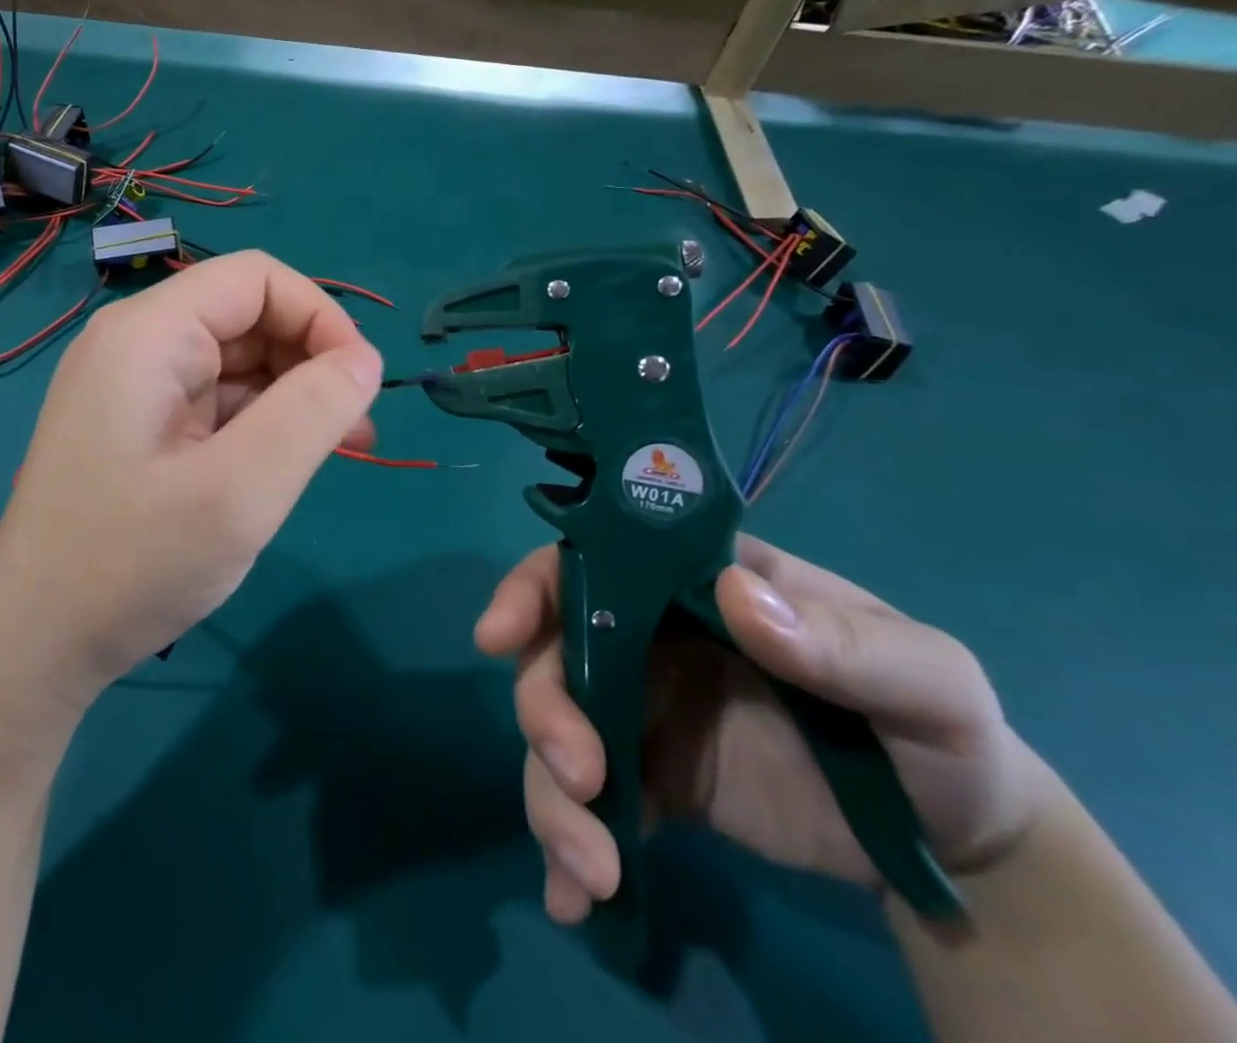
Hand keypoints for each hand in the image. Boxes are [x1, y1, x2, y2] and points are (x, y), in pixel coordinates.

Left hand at [0, 251, 380, 706]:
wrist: (33, 644)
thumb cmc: (131, 564)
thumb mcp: (241, 491)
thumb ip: (313, 412)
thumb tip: (364, 360)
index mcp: (148, 334)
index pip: (255, 278)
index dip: (319, 315)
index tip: (359, 382)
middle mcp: (137, 344)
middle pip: (247, 316)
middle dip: (310, 360)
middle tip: (356, 429)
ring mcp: (135, 387)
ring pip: (237, 361)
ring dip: (293, 395)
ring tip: (340, 449)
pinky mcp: (139, 426)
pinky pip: (216, 401)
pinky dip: (261, 423)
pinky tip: (286, 464)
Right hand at [476, 533, 1049, 923]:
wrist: (961, 850)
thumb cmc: (940, 735)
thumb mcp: (927, 681)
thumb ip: (845, 640)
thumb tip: (734, 595)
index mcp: (698, 586)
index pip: (594, 561)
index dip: (534, 587)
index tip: (501, 636)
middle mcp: (653, 637)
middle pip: (559, 653)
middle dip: (547, 711)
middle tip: (580, 781)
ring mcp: (647, 710)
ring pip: (560, 730)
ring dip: (551, 795)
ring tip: (594, 872)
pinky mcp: (654, 781)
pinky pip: (590, 803)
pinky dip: (571, 848)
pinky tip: (578, 902)